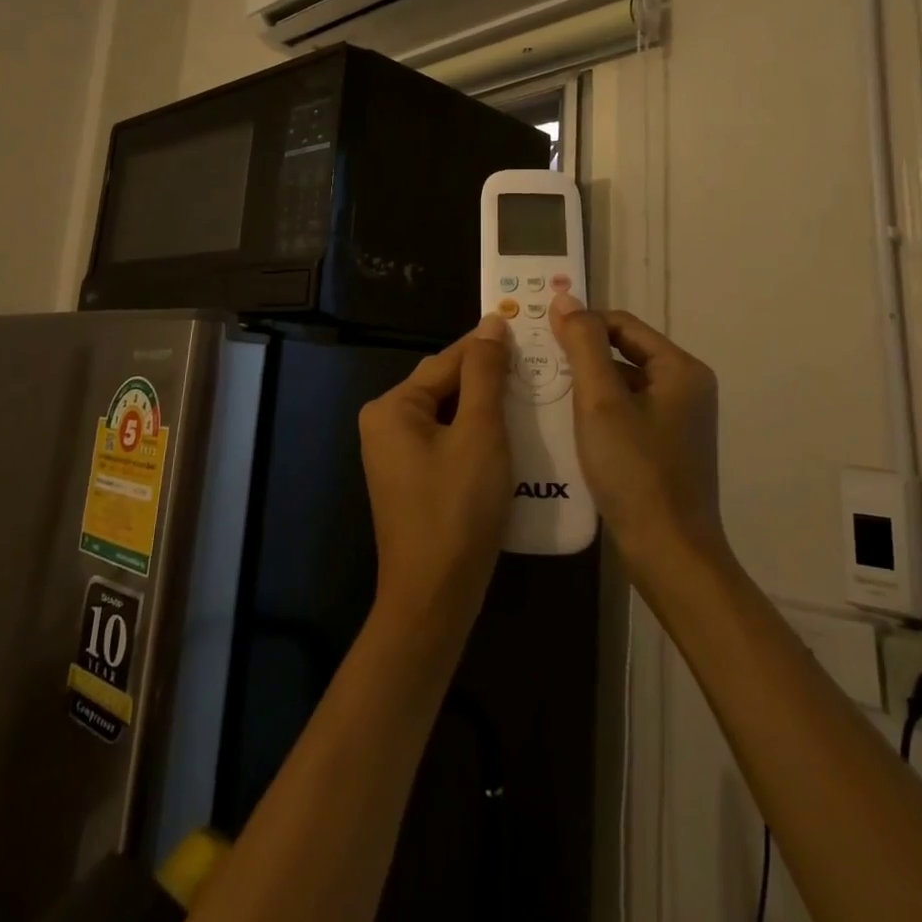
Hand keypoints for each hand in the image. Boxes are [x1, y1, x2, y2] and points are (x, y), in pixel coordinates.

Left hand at [357, 315, 513, 641]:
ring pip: (448, 413)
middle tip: (536, 362)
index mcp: (393, 406)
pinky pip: (446, 439)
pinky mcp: (411, 477)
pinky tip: (509, 431)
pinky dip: (476, 432)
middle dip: (488, 376)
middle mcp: (385, 423)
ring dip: (486, 404)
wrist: (434, 598)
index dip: (488, 345)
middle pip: (444, 385)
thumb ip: (484, 375)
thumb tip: (491, 324)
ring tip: (530, 391)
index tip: (527, 326)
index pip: (447, 360)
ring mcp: (395, 453)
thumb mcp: (479, 434)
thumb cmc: (457, 509)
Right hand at [549, 294, 724, 579]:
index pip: (623, 324)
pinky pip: (625, 413)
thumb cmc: (635, 471)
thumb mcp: (601, 401)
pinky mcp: (665, 448)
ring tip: (542, 391)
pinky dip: (597, 413)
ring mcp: (677, 421)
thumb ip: (582, 345)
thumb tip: (566, 298)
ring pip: (622, 385)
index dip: (581, 324)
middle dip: (580, 356)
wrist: (668, 554)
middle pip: (623, 353)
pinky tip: (565, 425)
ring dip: (585, 385)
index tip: (540, 336)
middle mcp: (686, 388)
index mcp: (681, 369)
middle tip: (536, 363)